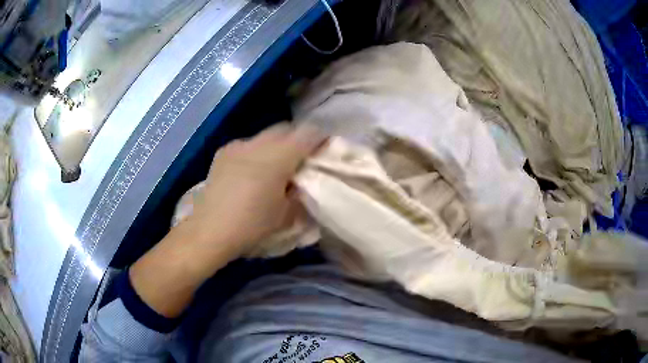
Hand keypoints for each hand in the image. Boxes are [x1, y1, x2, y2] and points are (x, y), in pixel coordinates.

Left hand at [191, 123, 326, 254]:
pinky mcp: (222, 153)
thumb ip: (299, 194)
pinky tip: (252, 170)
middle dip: (298, 139)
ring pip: (265, 136)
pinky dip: (257, 152)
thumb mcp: (286, 215)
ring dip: (276, 145)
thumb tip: (301, 184)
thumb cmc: (251, 226)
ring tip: (276, 165)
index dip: (320, 138)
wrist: (208, 231)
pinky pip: (247, 145)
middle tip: (302, 158)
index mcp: (277, 158)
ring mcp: (236, 146)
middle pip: (285, 129)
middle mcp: (257, 144)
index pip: (307, 134)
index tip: (325, 149)